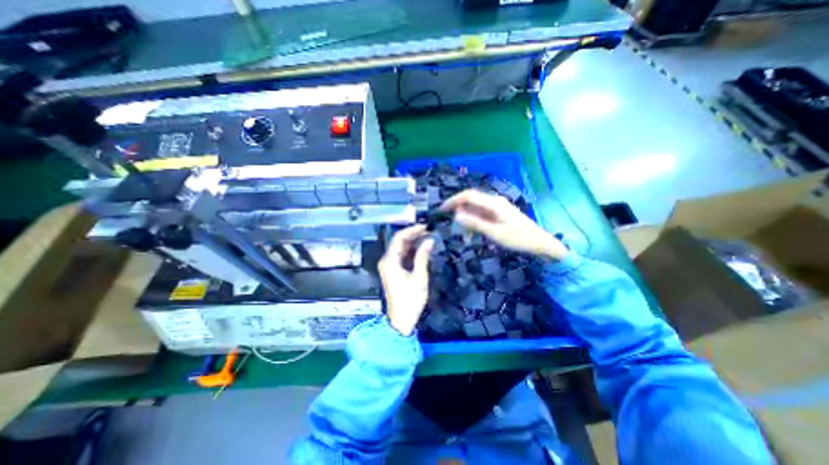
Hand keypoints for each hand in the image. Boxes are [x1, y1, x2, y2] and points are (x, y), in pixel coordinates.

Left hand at [380, 223, 435, 334]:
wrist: (401, 319)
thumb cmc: (410, 300)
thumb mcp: (419, 277)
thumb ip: (423, 257)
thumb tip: (429, 240)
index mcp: (390, 261)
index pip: (399, 238)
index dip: (412, 230)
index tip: (425, 227)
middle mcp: (387, 261)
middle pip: (399, 242)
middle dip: (413, 235)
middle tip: (428, 231)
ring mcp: (389, 265)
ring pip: (400, 248)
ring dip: (413, 242)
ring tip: (428, 237)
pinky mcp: (393, 270)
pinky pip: (402, 255)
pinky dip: (411, 251)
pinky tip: (422, 248)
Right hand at [439, 189, 571, 261]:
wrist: (541, 243)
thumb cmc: (519, 238)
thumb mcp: (495, 232)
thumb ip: (475, 223)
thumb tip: (456, 215)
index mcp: (494, 203)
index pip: (468, 195)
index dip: (453, 200)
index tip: (441, 210)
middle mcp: (494, 201)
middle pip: (471, 200)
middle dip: (458, 208)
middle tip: (447, 220)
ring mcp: (497, 207)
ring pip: (476, 208)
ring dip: (466, 217)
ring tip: (462, 232)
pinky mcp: (499, 214)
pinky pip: (482, 214)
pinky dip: (474, 221)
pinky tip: (472, 232)